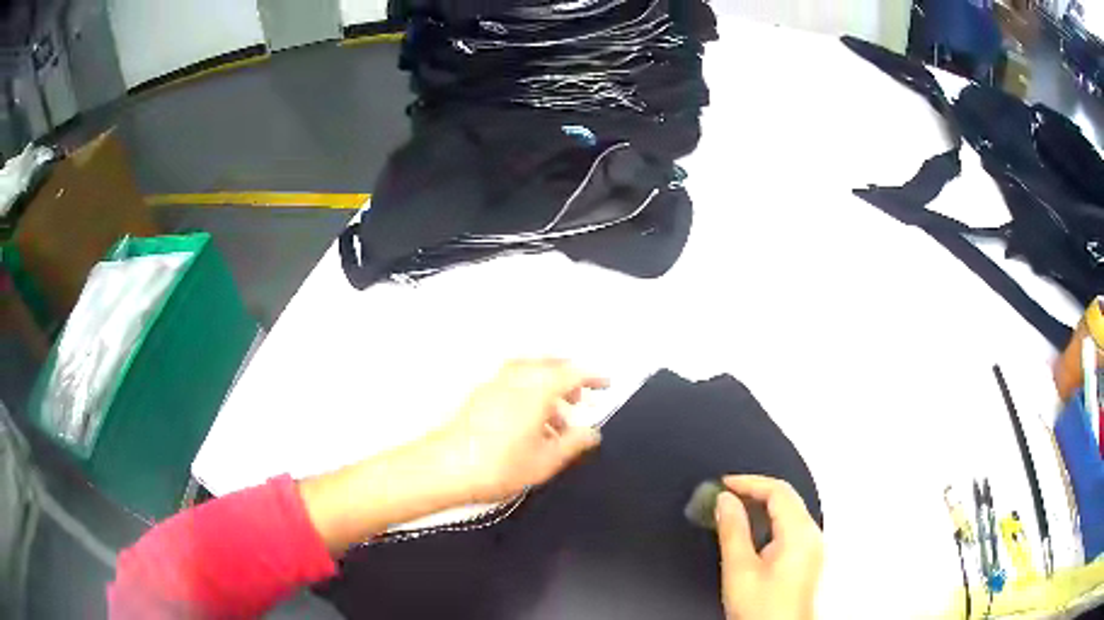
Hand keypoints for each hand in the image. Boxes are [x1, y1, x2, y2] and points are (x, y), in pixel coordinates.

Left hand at [431, 359, 607, 503]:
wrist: (445, 467)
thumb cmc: (501, 465)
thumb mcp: (546, 460)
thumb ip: (574, 443)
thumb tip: (592, 432)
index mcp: (537, 388)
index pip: (572, 373)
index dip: (592, 377)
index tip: (606, 384)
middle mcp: (516, 378)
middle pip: (548, 367)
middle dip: (567, 380)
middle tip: (579, 400)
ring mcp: (494, 384)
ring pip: (528, 375)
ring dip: (546, 389)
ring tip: (555, 421)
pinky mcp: (478, 396)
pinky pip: (512, 384)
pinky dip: (527, 394)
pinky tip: (528, 424)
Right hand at [716, 475, 823, 619]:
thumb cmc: (765, 611)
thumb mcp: (740, 569)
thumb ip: (732, 530)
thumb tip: (725, 502)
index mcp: (799, 533)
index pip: (777, 490)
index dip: (748, 482)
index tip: (724, 484)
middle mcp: (811, 536)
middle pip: (786, 497)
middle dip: (754, 491)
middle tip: (726, 493)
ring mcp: (812, 547)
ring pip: (788, 511)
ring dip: (761, 505)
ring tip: (734, 509)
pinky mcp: (807, 558)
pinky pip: (790, 526)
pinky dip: (769, 521)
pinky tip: (751, 531)